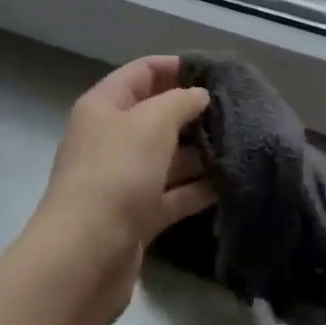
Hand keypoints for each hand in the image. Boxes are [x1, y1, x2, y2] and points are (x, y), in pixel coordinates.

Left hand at [24, 55, 214, 324]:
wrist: (84, 257)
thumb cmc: (116, 175)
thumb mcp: (152, 123)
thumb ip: (180, 102)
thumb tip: (199, 96)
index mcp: (103, 107)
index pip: (141, 72)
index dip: (175, 66)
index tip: (215, 71)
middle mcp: (110, 139)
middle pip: (155, 115)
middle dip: (193, 112)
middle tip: (236, 110)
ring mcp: (122, 180)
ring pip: (167, 157)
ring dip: (200, 152)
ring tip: (241, 144)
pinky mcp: (136, 217)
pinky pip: (172, 194)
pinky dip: (197, 189)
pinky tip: (230, 183)